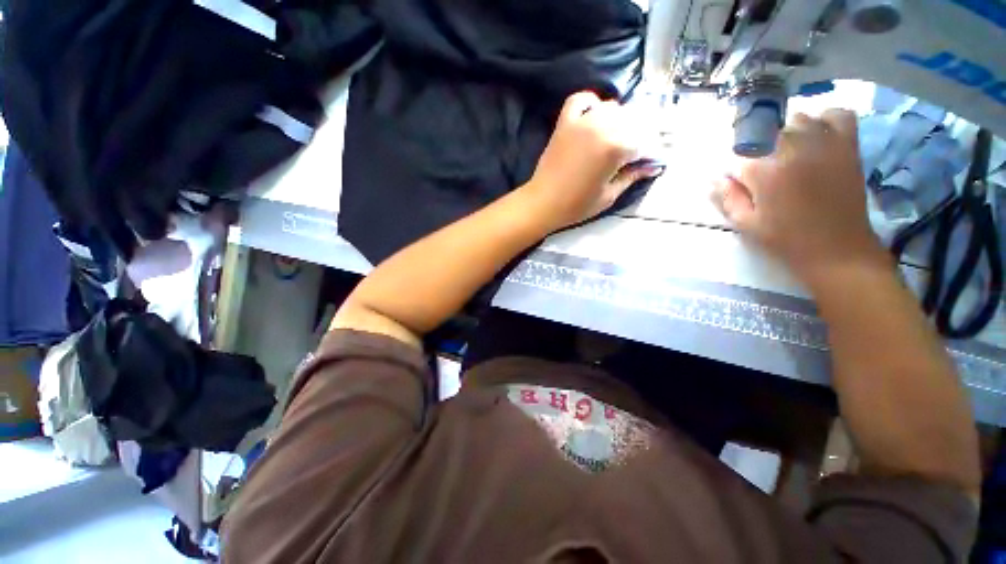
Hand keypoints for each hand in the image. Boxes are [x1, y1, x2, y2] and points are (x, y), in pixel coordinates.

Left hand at [522, 91, 663, 229]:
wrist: (542, 203)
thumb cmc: (576, 205)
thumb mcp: (609, 196)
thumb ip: (632, 176)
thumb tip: (651, 166)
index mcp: (616, 148)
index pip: (645, 141)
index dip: (650, 152)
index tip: (650, 161)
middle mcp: (602, 127)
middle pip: (632, 120)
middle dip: (638, 136)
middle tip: (634, 152)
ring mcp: (581, 122)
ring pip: (611, 108)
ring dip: (619, 120)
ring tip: (616, 137)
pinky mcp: (565, 122)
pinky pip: (581, 100)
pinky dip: (590, 103)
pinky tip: (594, 115)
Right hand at [712, 110, 890, 284]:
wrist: (838, 250)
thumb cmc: (786, 239)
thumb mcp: (746, 224)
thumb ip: (727, 198)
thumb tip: (712, 178)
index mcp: (765, 170)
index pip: (738, 149)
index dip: (735, 163)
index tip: (737, 177)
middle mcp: (794, 147)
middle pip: (767, 129)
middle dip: (758, 148)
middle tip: (762, 171)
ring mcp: (825, 143)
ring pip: (797, 119)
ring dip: (786, 133)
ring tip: (786, 154)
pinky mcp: (848, 145)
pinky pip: (837, 115)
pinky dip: (825, 120)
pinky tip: (817, 136)